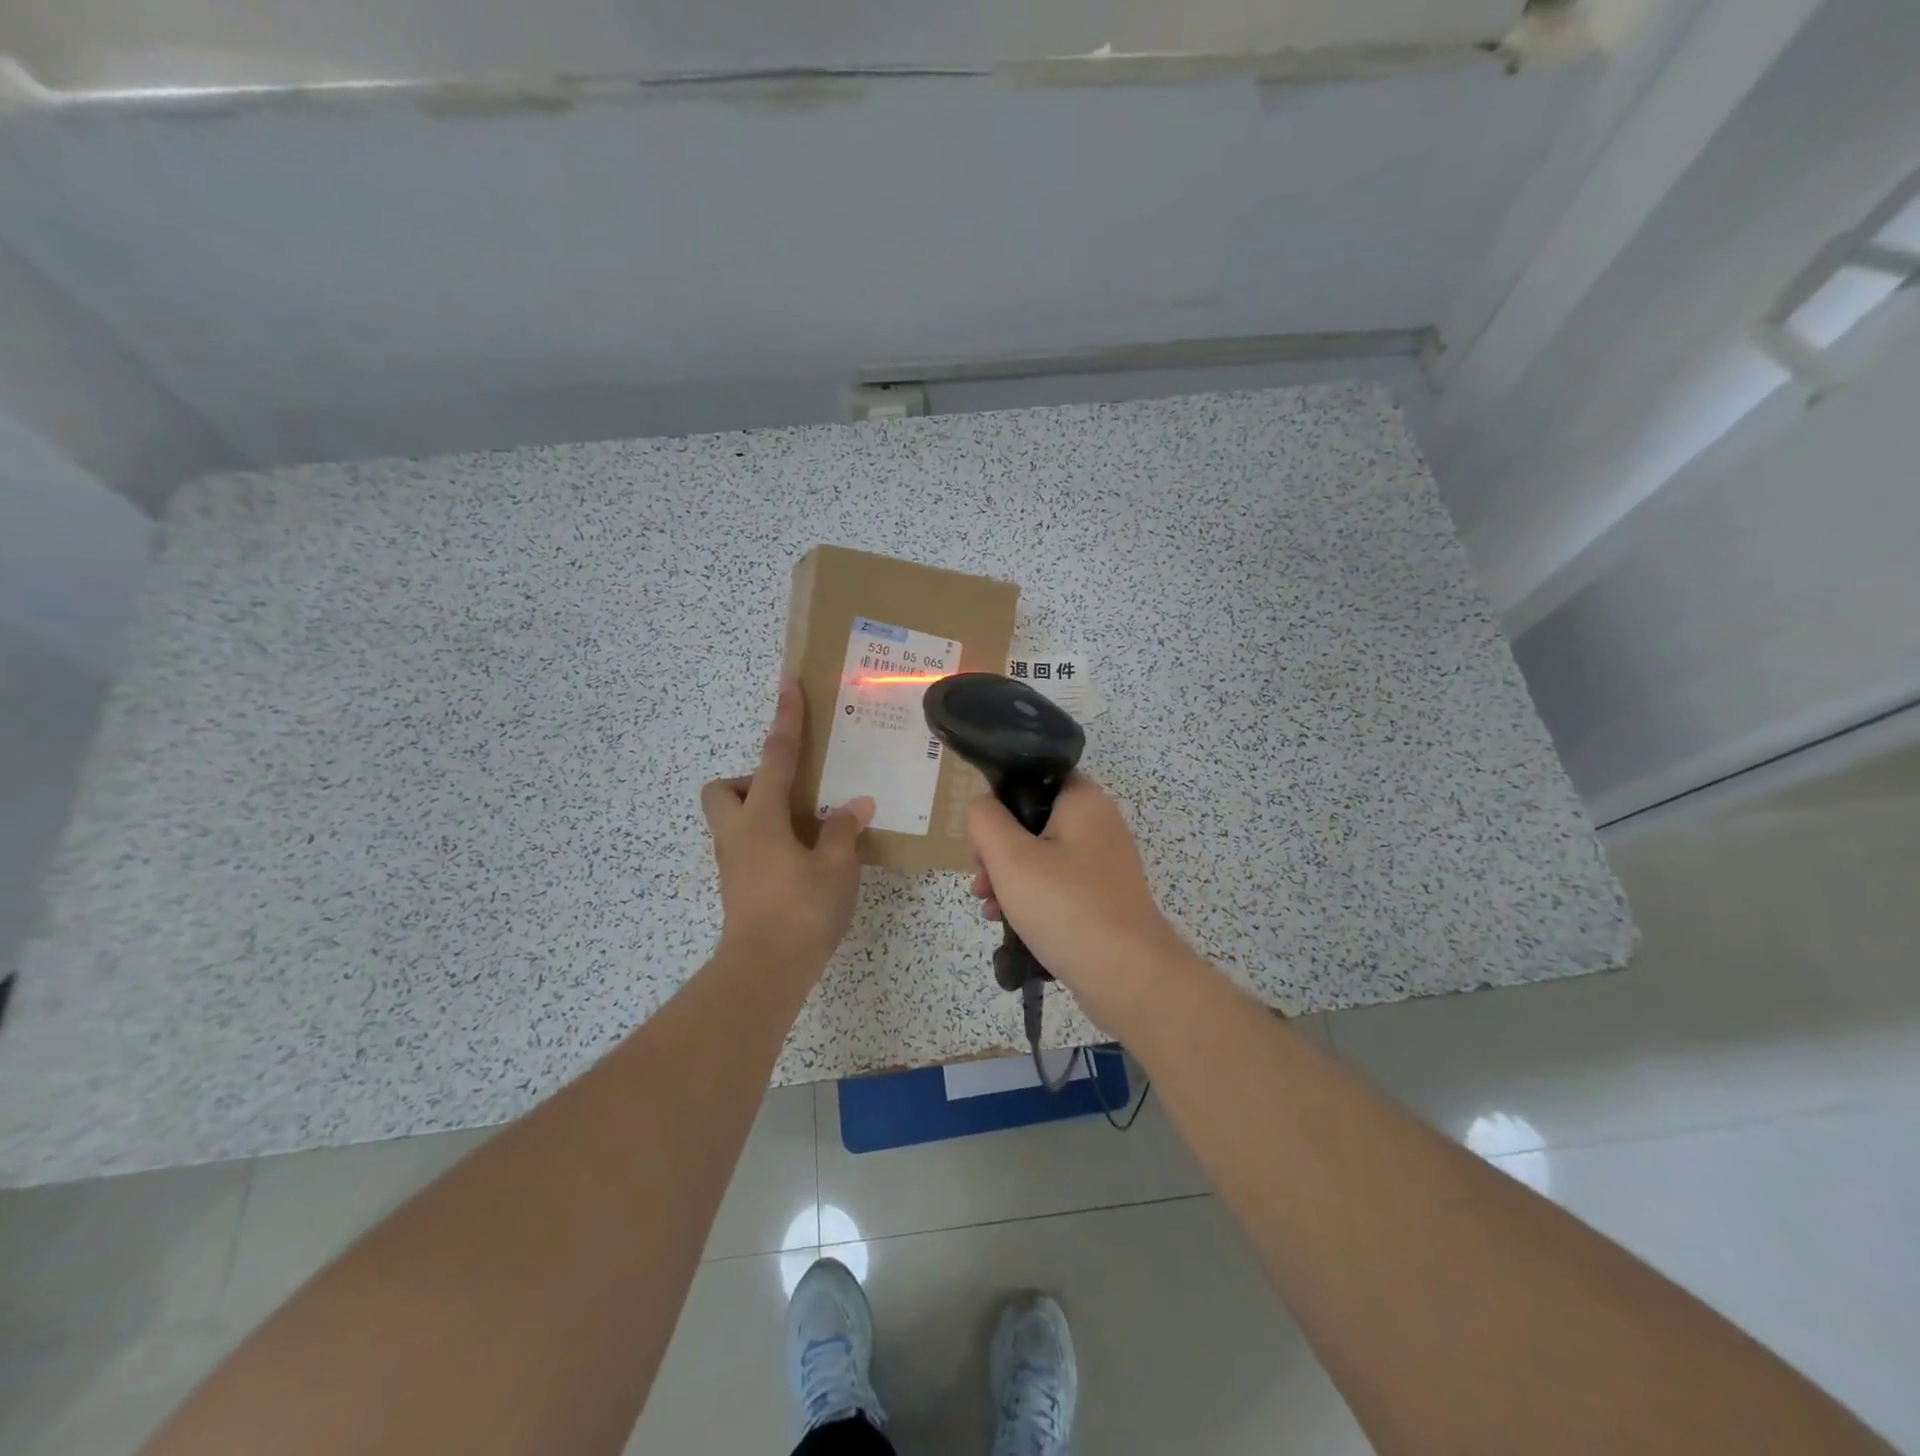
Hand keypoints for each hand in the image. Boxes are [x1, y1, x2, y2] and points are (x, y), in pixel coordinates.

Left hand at [702, 678, 874, 972]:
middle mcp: (738, 832)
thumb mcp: (835, 867)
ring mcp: (732, 860)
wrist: (764, 971)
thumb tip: (855, 805)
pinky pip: (747, 843)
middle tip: (792, 795)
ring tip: (807, 828)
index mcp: (761, 817)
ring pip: (734, 818)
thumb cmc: (801, 911)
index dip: (786, 718)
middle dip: (750, 780)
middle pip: (724, 788)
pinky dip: (770, 839)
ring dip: (763, 812)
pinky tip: (804, 857)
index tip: (788, 683)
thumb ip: (843, 830)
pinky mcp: (736, 884)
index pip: (776, 755)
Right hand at [967, 775, 1194, 1030]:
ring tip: (988, 908)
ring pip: (1041, 857)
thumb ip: (984, 820)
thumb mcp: (1009, 857)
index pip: (1032, 779)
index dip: (999, 802)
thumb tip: (982, 808)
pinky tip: (1009, 924)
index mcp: (1083, 800)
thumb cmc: (1065, 906)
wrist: (1128, 976)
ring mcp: (1104, 863)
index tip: (981, 837)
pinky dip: (1032, 899)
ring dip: (1008, 879)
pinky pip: (1058, 886)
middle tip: (979, 879)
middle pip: (1032, 822)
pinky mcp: (1103, 897)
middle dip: (997, 851)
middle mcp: (1098, 823)